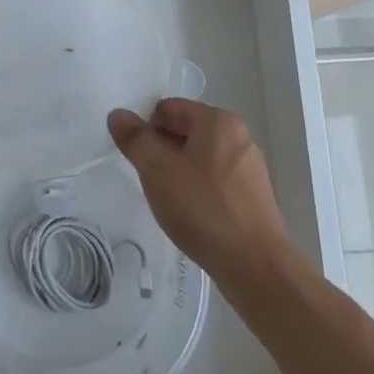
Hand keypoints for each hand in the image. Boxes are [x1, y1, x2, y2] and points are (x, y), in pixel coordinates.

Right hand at [107, 99, 293, 283]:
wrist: (254, 265)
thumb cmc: (203, 209)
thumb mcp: (158, 171)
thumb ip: (135, 139)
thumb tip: (118, 114)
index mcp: (218, 121)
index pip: (169, 108)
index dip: (146, 127)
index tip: (135, 156)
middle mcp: (238, 136)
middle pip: (186, 130)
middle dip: (162, 149)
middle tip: (147, 178)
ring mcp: (249, 166)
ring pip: (201, 157)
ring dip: (179, 170)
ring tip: (167, 199)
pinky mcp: (254, 195)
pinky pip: (216, 179)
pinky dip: (198, 188)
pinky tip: (190, 214)